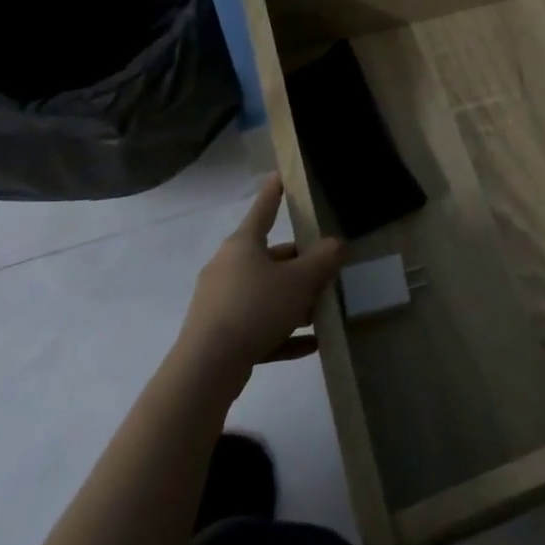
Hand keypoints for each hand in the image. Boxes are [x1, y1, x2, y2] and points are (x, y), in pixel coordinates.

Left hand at [178, 176, 343, 378]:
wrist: (207, 368)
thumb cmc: (255, 308)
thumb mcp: (300, 281)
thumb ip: (323, 260)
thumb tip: (336, 244)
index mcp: (243, 245)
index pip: (263, 209)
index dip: (275, 192)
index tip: (281, 175)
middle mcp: (228, 267)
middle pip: (270, 257)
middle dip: (300, 265)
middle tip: (326, 269)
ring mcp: (220, 302)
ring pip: (265, 293)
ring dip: (294, 301)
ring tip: (323, 312)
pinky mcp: (220, 335)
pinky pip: (258, 326)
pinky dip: (283, 332)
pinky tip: (311, 345)